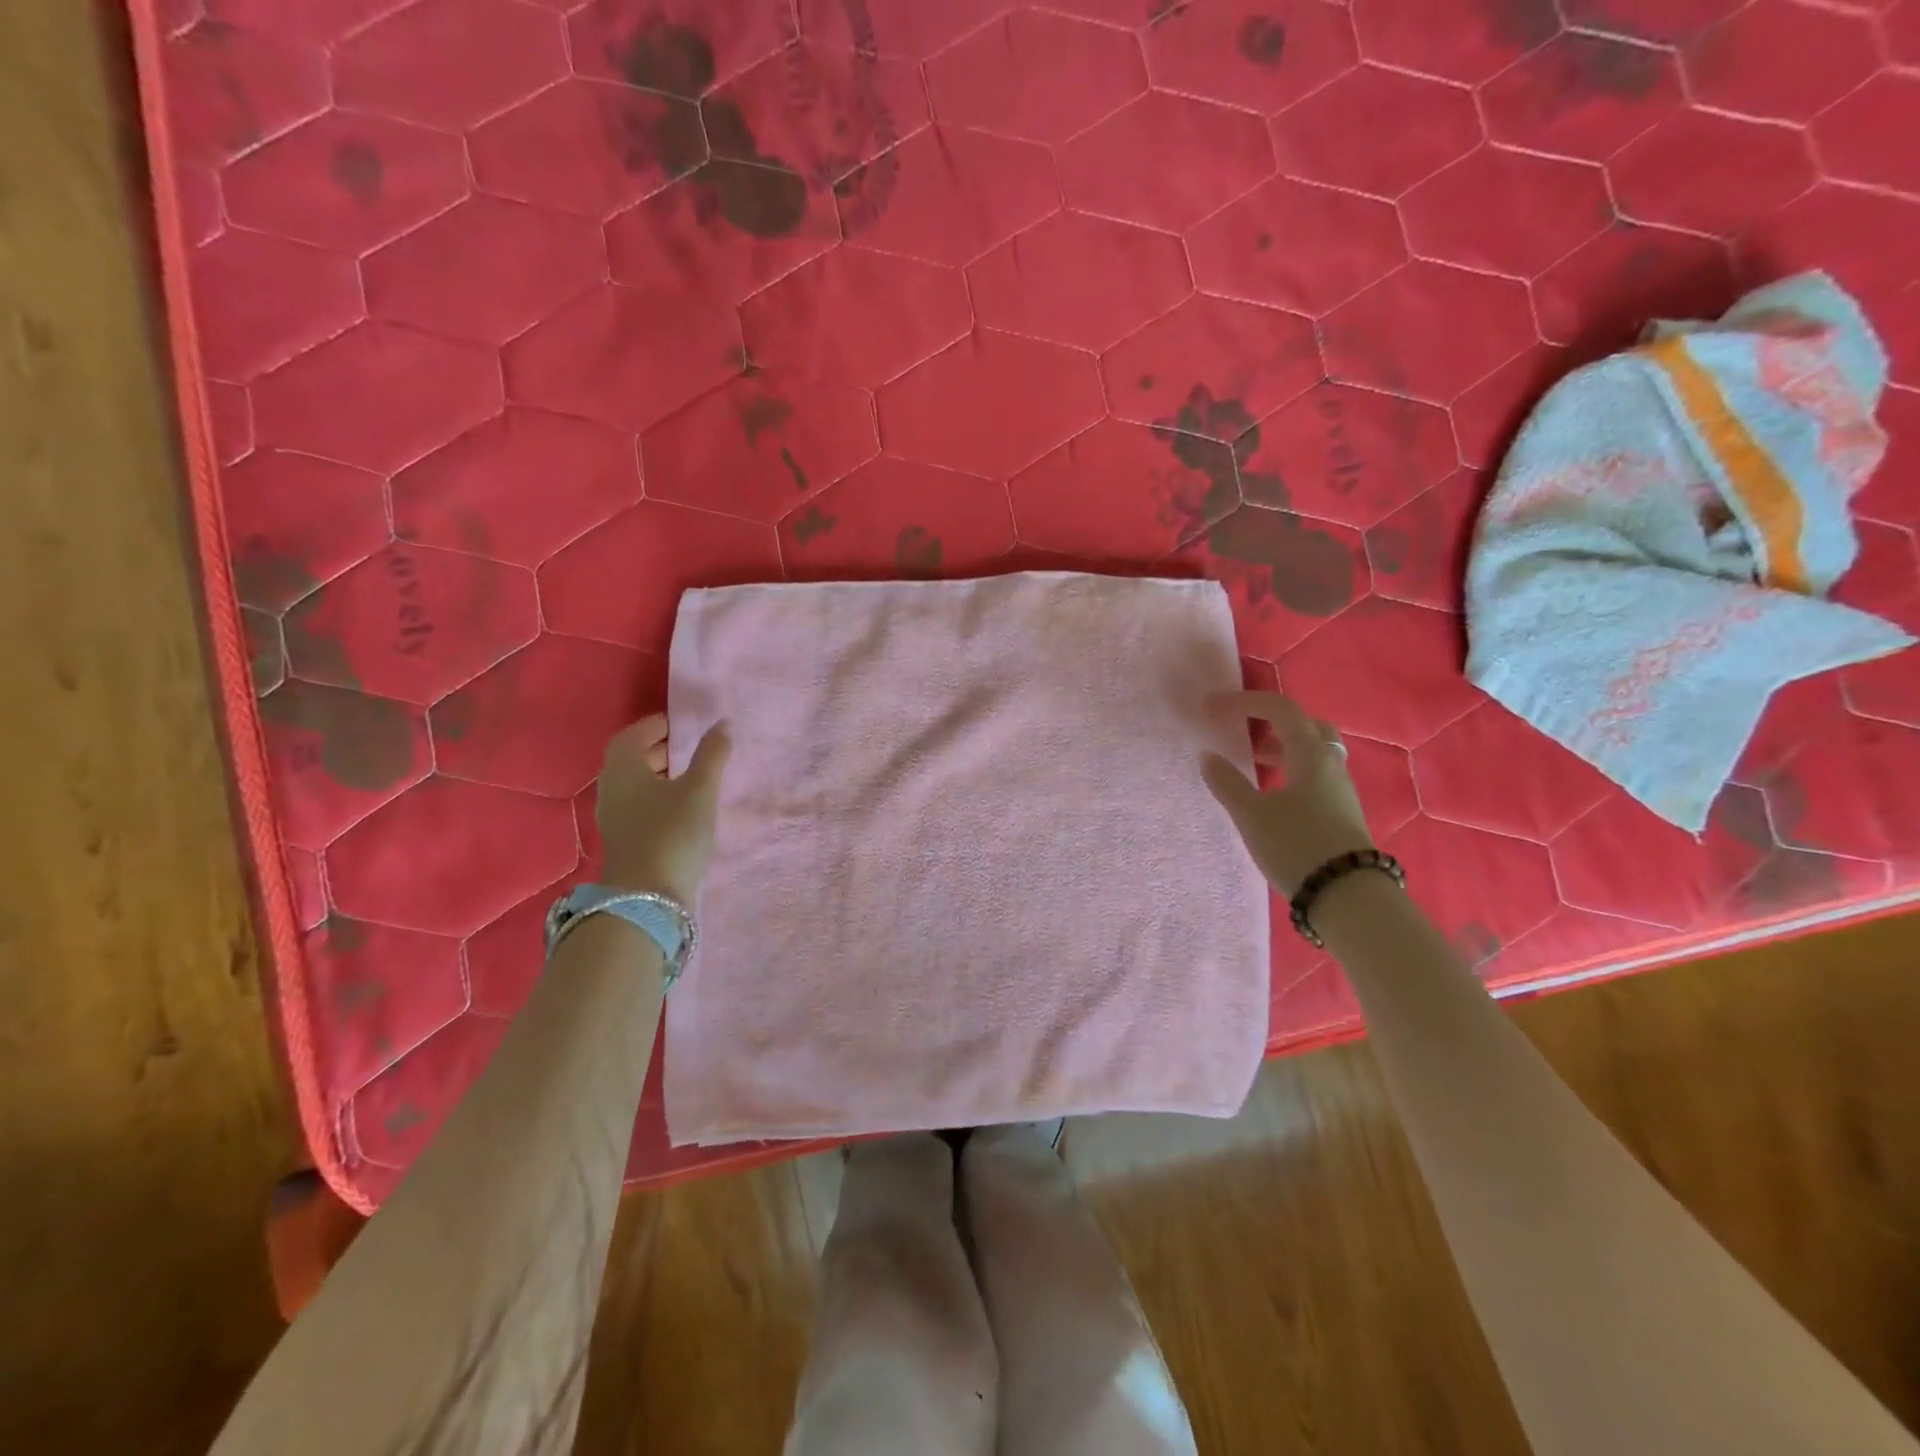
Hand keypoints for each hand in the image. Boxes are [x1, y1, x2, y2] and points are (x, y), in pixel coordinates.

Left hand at [595, 713, 730, 904]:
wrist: (649, 896)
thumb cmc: (673, 833)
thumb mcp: (700, 790)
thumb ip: (712, 755)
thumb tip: (723, 724)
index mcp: (623, 769)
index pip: (633, 735)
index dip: (656, 726)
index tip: (682, 724)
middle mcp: (612, 789)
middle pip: (631, 759)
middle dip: (660, 749)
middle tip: (691, 746)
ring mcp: (614, 817)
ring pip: (636, 784)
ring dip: (661, 774)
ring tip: (693, 775)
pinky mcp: (625, 839)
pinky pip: (640, 805)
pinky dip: (660, 796)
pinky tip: (684, 807)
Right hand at [1203, 692, 1374, 895]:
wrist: (1347, 895)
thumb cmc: (1296, 846)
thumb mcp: (1252, 815)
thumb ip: (1227, 783)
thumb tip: (1208, 756)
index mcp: (1310, 754)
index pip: (1280, 709)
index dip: (1245, 702)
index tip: (1213, 707)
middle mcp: (1330, 763)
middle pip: (1305, 724)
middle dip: (1272, 720)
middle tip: (1244, 730)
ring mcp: (1340, 787)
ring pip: (1313, 749)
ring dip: (1282, 745)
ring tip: (1253, 762)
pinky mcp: (1341, 809)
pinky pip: (1315, 772)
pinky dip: (1292, 768)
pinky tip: (1273, 793)